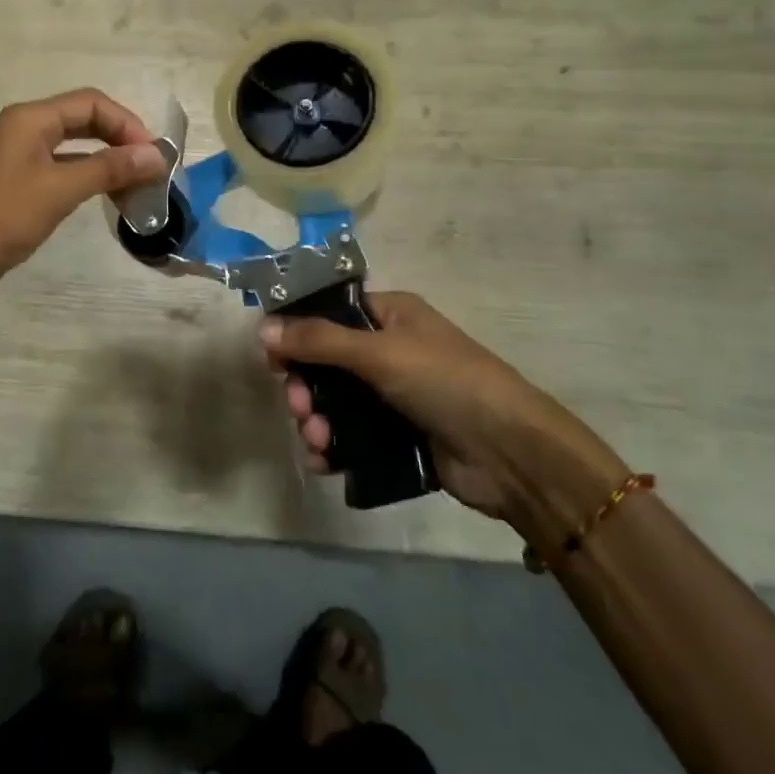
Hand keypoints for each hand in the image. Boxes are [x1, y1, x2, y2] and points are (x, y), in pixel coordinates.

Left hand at [0, 89, 166, 307]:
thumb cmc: (2, 218)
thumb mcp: (60, 190)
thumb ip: (109, 168)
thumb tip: (156, 155)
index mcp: (31, 119)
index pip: (91, 103)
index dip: (127, 124)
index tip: (153, 156)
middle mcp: (26, 129)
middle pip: (85, 120)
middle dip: (120, 140)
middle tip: (150, 169)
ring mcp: (22, 158)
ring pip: (77, 147)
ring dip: (108, 161)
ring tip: (138, 187)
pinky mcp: (21, 185)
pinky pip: (65, 170)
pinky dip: (91, 178)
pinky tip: (109, 197)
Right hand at [262, 293, 628, 545]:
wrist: (511, 455)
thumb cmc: (445, 382)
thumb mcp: (379, 353)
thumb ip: (319, 341)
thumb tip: (263, 329)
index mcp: (391, 316)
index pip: (331, 312)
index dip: (298, 330)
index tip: (272, 355)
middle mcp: (390, 350)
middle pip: (327, 362)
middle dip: (306, 385)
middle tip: (298, 404)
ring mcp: (394, 396)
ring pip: (336, 402)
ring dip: (316, 419)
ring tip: (317, 440)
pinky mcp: (398, 437)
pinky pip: (352, 437)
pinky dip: (333, 447)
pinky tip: (323, 461)